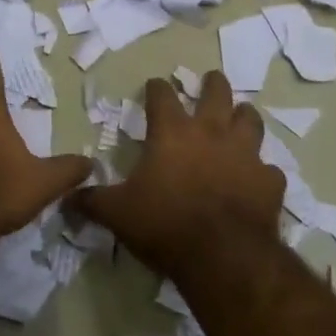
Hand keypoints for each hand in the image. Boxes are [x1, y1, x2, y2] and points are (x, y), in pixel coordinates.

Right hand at [71, 71, 283, 271]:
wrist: (222, 255)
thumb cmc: (164, 223)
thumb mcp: (117, 213)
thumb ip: (92, 201)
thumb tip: (66, 198)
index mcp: (172, 133)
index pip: (162, 95)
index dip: (156, 88)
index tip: (154, 85)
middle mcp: (211, 133)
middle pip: (217, 93)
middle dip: (212, 84)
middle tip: (211, 81)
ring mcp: (245, 155)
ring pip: (250, 121)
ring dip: (244, 117)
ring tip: (240, 117)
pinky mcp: (269, 181)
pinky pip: (270, 169)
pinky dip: (263, 171)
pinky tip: (258, 179)